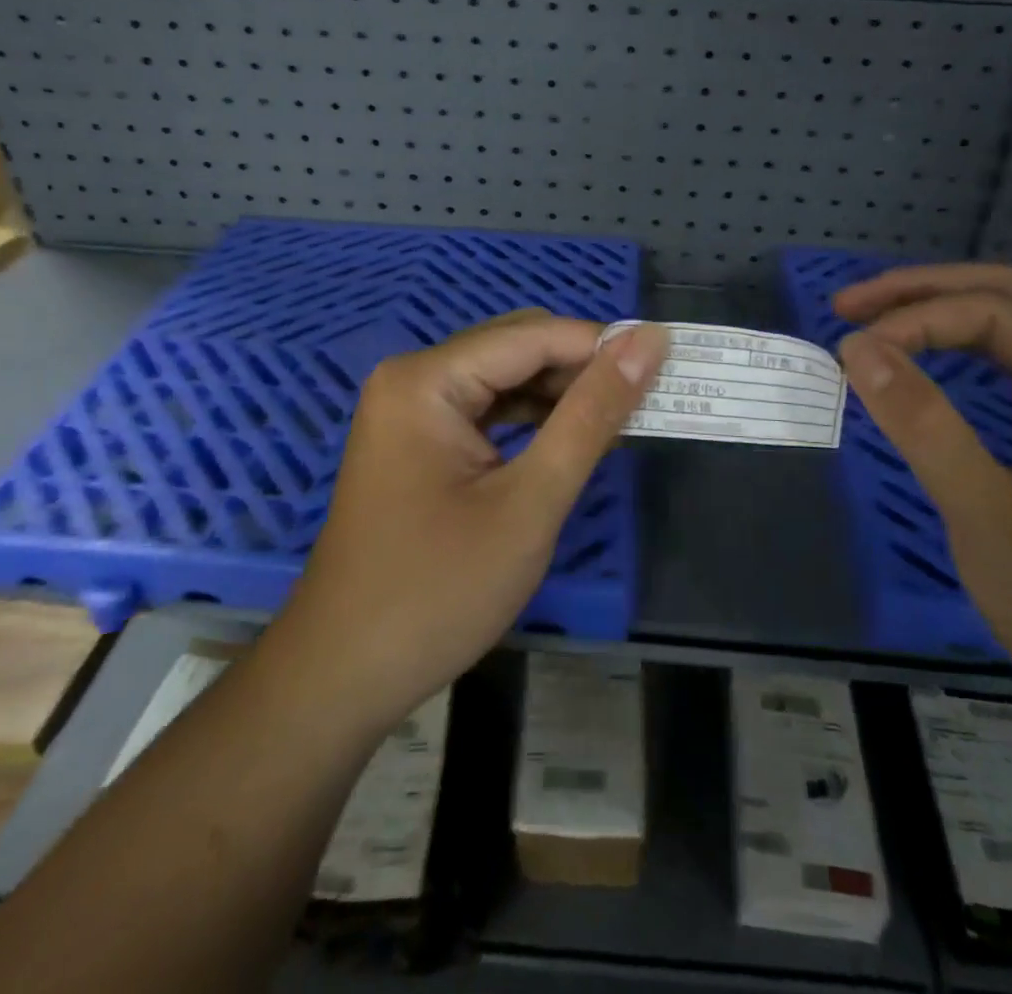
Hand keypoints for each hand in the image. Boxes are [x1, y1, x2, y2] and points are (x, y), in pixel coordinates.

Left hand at [279, 312, 667, 735]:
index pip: (533, 336)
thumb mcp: (530, 502)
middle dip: (582, 369)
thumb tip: (648, 342)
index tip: (667, 364)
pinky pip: (485, 410)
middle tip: (648, 398)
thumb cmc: (438, 592)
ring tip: (620, 418)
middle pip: (515, 348)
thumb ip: (592, 416)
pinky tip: (569, 438)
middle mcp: (413, 378)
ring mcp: (409, 410)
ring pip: (503, 378)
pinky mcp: (416, 440)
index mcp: (427, 379)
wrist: (344, 675)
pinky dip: (531, 419)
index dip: (603, 346)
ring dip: (560, 394)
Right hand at [834, 264, 1011, 750]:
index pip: (999, 314)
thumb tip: (857, 348)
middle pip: (1011, 300)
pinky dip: (961, 355)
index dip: (915, 319)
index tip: (848, 348)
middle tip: (848, 305)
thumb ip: (924, 427)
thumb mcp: (993, 522)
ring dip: (940, 318)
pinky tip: (922, 359)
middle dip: (924, 294)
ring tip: (871, 323)